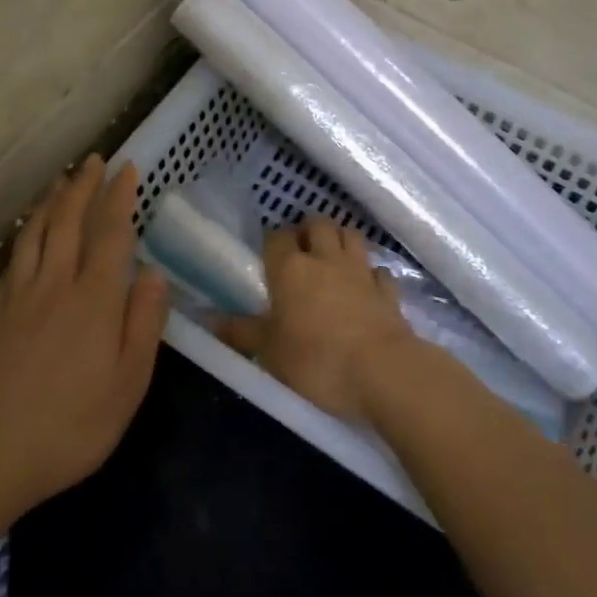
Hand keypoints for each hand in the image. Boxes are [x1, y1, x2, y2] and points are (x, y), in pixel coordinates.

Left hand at [0, 156, 169, 517]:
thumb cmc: (73, 425)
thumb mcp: (129, 384)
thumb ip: (144, 324)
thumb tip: (154, 274)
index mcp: (95, 300)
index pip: (110, 234)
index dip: (121, 198)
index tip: (129, 169)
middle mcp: (57, 285)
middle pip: (69, 222)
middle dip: (84, 186)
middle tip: (95, 160)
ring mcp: (22, 298)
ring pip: (36, 234)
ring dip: (50, 201)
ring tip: (61, 179)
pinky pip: (13, 261)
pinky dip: (23, 237)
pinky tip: (26, 235)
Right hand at [214, 216, 423, 423]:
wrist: (382, 372)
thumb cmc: (316, 361)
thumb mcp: (270, 353)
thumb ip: (240, 332)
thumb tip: (208, 318)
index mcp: (290, 269)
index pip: (276, 237)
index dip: (272, 241)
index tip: (268, 256)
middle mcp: (325, 259)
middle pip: (317, 224)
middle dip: (308, 230)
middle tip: (301, 250)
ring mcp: (361, 271)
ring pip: (351, 235)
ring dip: (340, 240)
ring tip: (332, 257)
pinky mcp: (388, 290)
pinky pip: (378, 270)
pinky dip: (370, 273)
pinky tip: (366, 285)